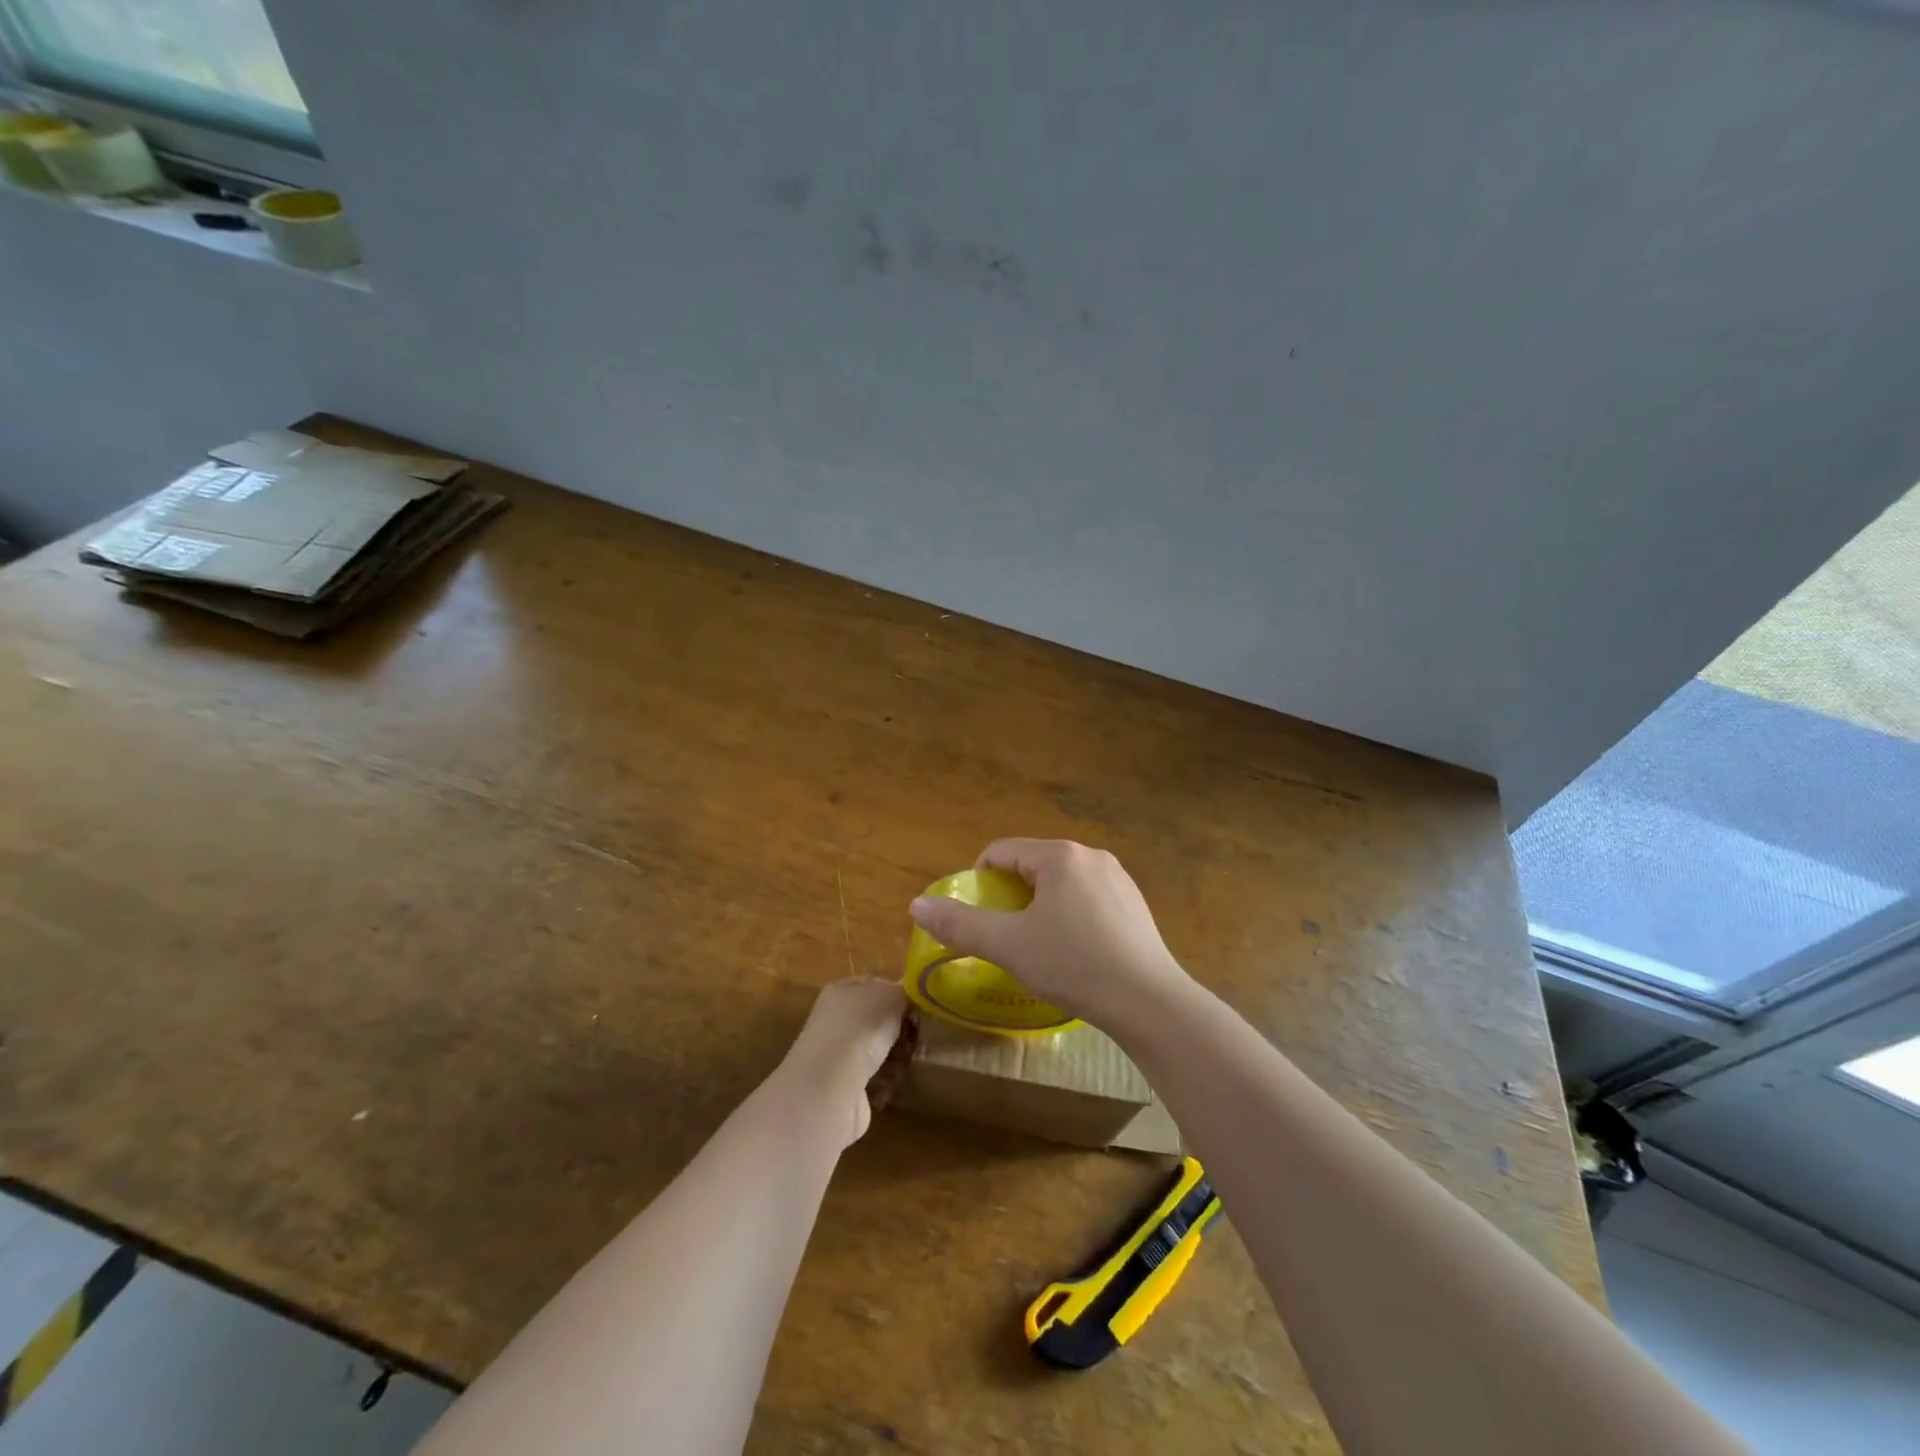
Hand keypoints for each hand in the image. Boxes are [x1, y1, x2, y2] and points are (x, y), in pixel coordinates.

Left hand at [778, 978, 909, 1146]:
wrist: (831, 1086)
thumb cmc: (861, 1028)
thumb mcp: (891, 996)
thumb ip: (903, 990)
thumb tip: (910, 992)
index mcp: (841, 990)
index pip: (875, 984)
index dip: (899, 993)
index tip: (920, 1005)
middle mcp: (835, 1019)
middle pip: (878, 1018)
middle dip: (900, 1027)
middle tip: (918, 1033)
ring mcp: (837, 1054)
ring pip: (877, 1049)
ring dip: (895, 1056)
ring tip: (908, 1060)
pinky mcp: (843, 1086)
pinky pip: (874, 1079)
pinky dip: (886, 1082)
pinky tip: (893, 1083)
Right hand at [908, 839, 1191, 1030]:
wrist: (1149, 1002)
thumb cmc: (1073, 965)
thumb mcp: (1008, 946)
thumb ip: (960, 924)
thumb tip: (916, 904)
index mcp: (1059, 856)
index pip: (1001, 852)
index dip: (979, 881)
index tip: (978, 917)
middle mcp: (1090, 855)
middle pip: (1032, 865)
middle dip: (1011, 896)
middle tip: (1007, 937)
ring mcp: (1118, 878)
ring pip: (1061, 883)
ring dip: (1040, 907)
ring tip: (1040, 948)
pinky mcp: (1134, 903)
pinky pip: (1087, 898)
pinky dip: (1070, 916)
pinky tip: (1076, 953)